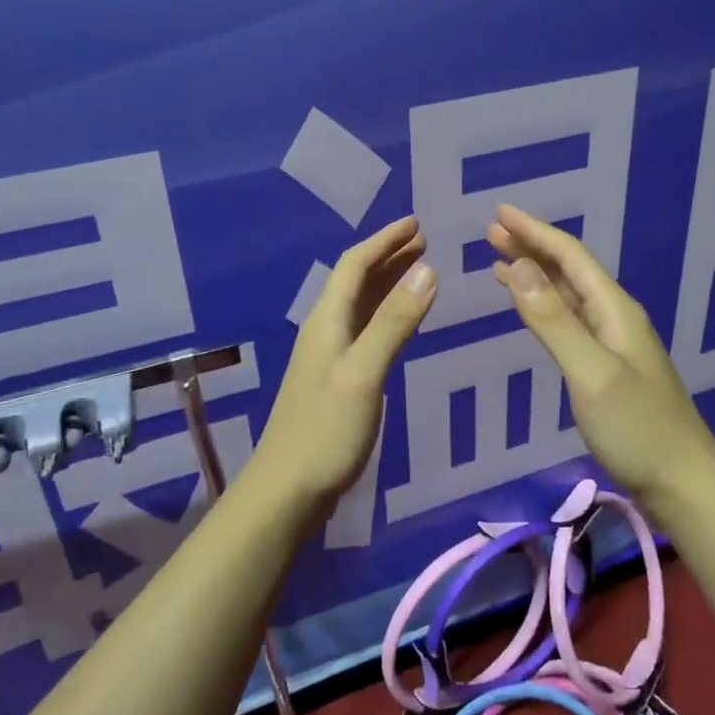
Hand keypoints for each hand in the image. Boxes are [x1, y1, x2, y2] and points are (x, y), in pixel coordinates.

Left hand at [254, 215, 436, 505]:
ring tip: (418, 270)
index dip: (384, 241)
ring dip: (387, 284)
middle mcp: (325, 331)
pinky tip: (398, 323)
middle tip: (423, 242)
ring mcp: (329, 357)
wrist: (287, 490)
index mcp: (327, 321)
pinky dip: (385, 315)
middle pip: (356, 281)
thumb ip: (394, 322)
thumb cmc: (325, 429)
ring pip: (360, 306)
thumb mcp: (364, 371)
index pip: (355, 265)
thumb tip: (427, 269)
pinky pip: (364, 331)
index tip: (416, 224)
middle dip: (388, 257)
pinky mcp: (337, 381)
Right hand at [489, 204, 714, 503]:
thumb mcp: (590, 372)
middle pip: (568, 269)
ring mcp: (612, 341)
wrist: (682, 483)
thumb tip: (518, 265)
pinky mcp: (606, 365)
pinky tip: (530, 307)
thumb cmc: (636, 427)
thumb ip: (553, 320)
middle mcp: (614, 316)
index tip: (499, 212)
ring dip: (534, 273)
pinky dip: (543, 304)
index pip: (570, 256)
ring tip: (499, 259)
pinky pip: (568, 319)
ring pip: (567, 293)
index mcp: (614, 309)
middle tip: (491, 232)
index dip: (534, 231)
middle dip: (531, 246)